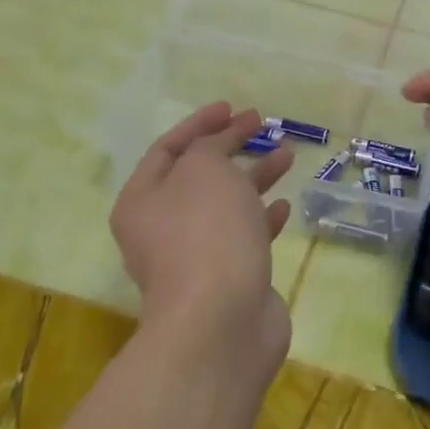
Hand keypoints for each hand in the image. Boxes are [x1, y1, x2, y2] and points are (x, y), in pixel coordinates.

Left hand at [110, 103, 295, 373]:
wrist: (221, 320)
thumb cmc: (206, 233)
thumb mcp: (204, 169)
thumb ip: (211, 147)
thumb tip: (219, 148)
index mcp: (142, 200)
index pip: (169, 148)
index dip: (200, 123)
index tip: (233, 108)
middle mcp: (161, 228)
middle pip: (198, 175)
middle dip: (230, 147)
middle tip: (261, 126)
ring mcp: (195, 257)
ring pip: (226, 205)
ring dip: (254, 177)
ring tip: (286, 155)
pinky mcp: (227, 279)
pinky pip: (244, 237)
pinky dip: (262, 218)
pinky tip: (284, 205)